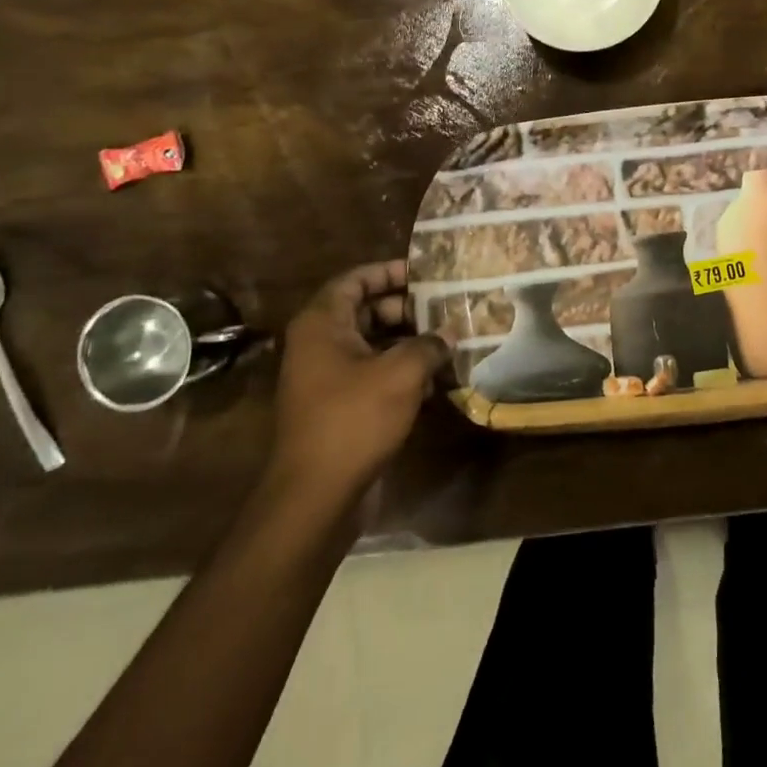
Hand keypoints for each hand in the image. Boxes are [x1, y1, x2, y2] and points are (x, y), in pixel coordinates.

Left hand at [265, 261, 449, 509]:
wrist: (317, 495)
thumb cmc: (354, 419)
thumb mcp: (401, 373)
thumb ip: (429, 344)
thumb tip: (450, 333)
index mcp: (323, 324)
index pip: (355, 280)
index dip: (389, 271)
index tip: (426, 272)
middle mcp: (319, 344)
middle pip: (366, 310)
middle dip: (407, 307)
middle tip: (446, 307)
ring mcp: (327, 378)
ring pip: (373, 344)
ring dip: (409, 341)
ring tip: (450, 338)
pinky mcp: (340, 406)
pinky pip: (373, 374)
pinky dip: (402, 371)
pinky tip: (437, 377)